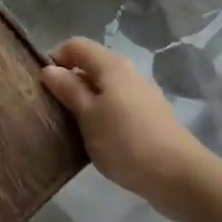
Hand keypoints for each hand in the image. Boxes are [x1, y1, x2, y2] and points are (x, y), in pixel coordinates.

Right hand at [41, 38, 209, 220]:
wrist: (178, 175)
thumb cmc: (126, 142)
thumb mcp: (88, 116)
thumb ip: (68, 89)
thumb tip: (49, 69)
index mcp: (112, 65)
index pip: (76, 46)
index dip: (56, 59)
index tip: (43, 86)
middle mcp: (129, 72)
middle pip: (91, 65)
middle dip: (70, 82)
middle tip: (54, 109)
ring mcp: (143, 94)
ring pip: (105, 87)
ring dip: (87, 101)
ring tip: (73, 127)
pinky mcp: (151, 115)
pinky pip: (119, 104)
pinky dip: (104, 114)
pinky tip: (100, 138)